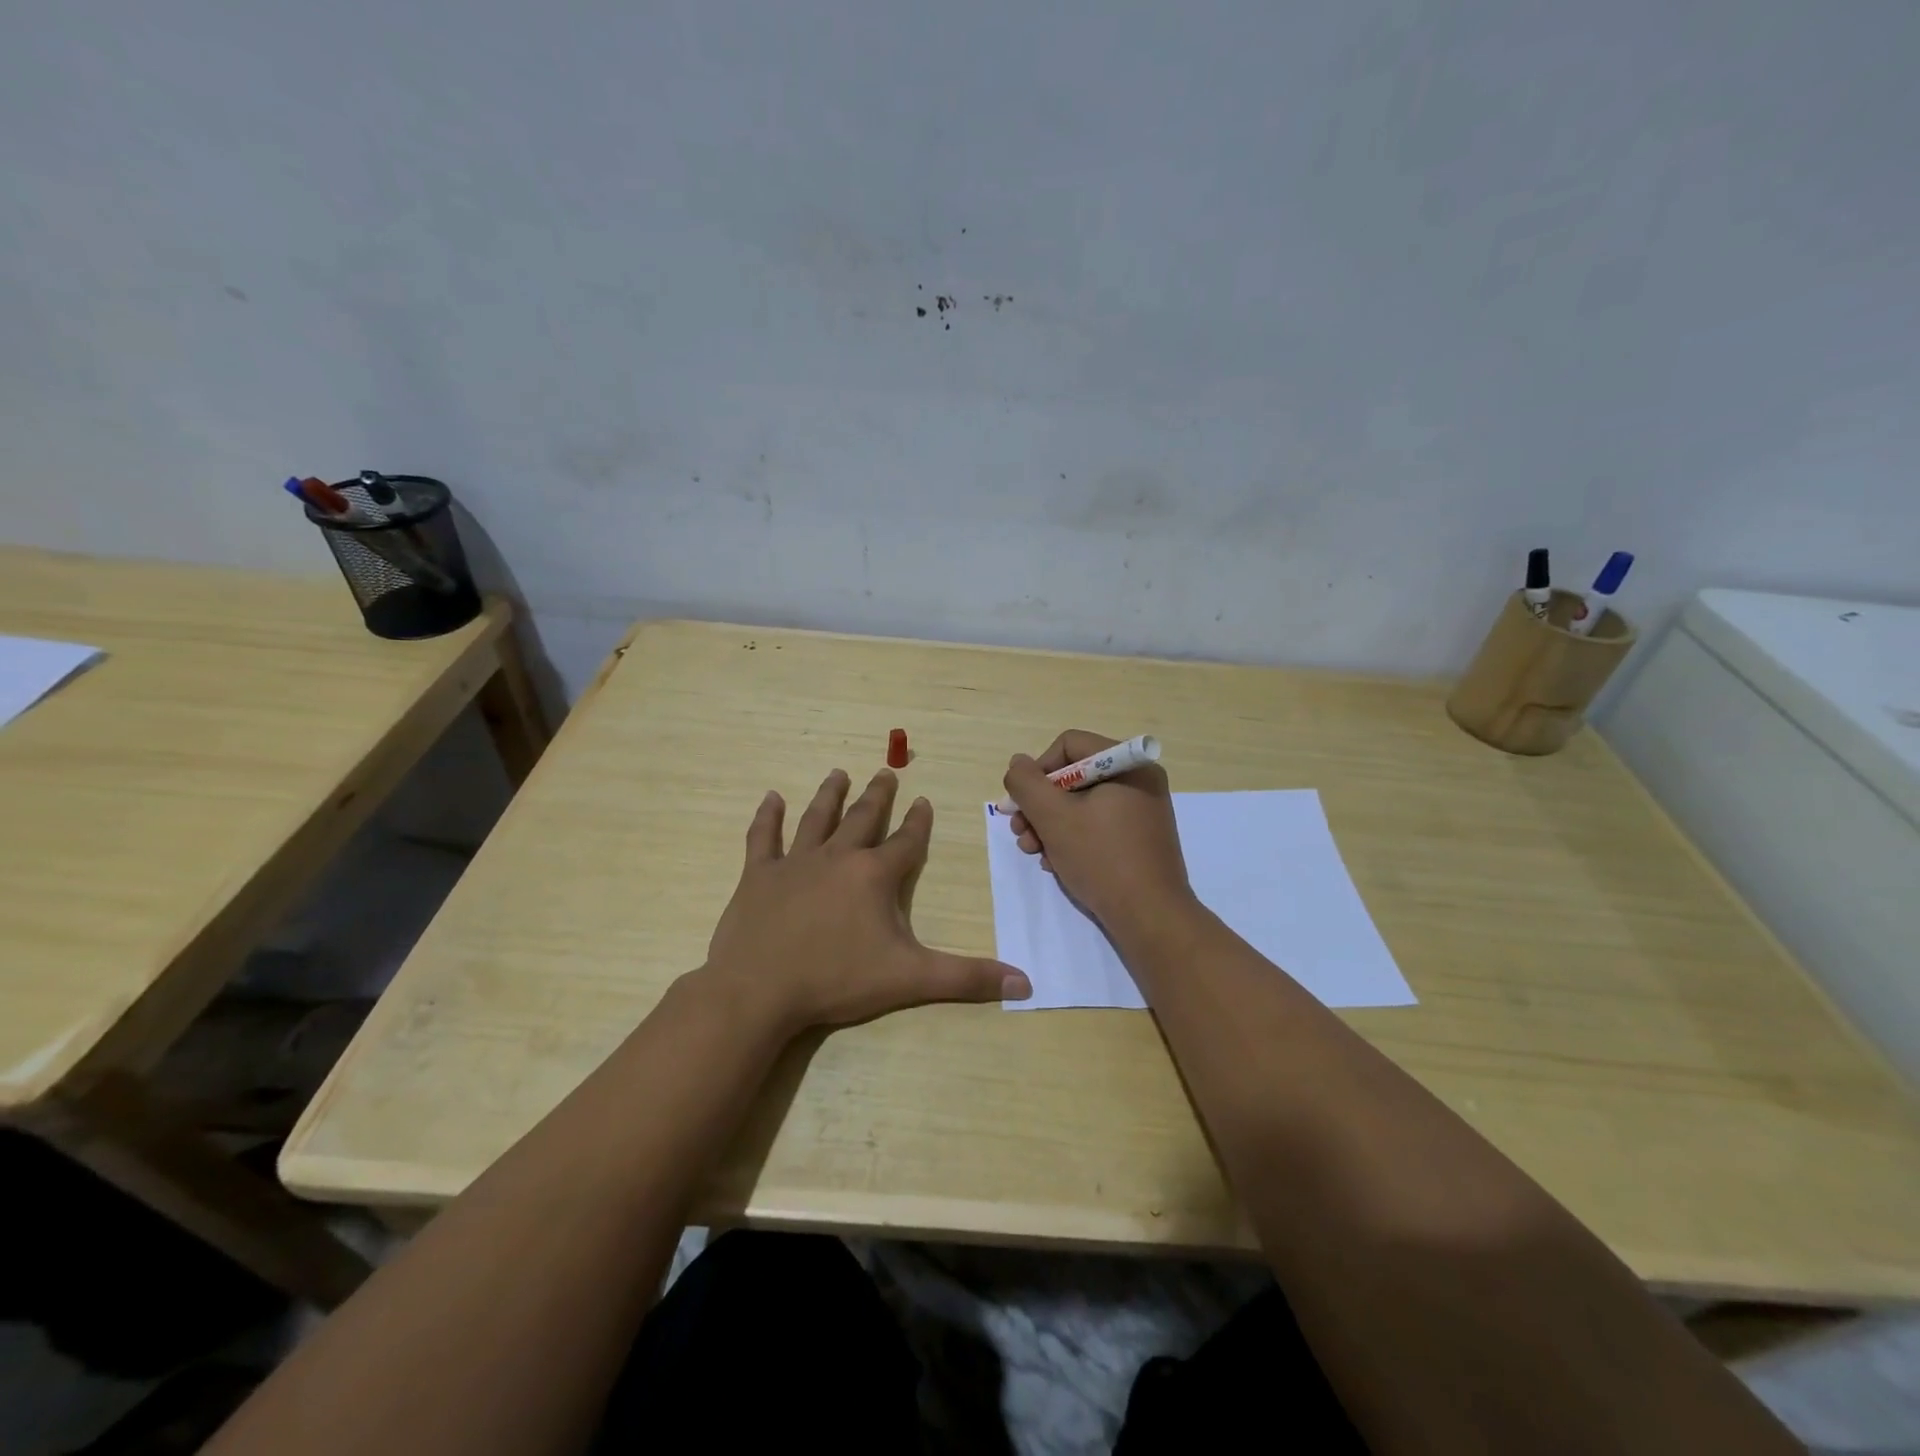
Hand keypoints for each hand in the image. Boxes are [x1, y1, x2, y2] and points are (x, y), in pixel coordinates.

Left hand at [703, 767, 1031, 1033]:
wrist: (759, 990)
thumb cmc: (837, 980)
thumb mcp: (910, 980)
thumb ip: (967, 979)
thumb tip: (1025, 983)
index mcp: (874, 876)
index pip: (906, 841)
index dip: (919, 822)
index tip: (924, 801)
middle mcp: (837, 857)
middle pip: (863, 819)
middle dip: (878, 796)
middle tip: (885, 771)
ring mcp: (795, 863)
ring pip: (817, 818)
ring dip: (830, 795)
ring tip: (839, 773)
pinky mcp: (758, 875)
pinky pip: (763, 837)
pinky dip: (767, 817)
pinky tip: (771, 797)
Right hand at [1001, 729, 1193, 932]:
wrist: (1150, 917)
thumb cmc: (1101, 859)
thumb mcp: (1053, 817)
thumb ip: (1026, 784)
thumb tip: (1018, 764)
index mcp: (1128, 764)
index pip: (1068, 746)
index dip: (1038, 771)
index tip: (1022, 804)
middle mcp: (1139, 780)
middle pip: (1073, 776)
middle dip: (1040, 805)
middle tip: (1020, 833)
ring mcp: (1143, 810)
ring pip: (1082, 803)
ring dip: (1050, 825)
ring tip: (1034, 852)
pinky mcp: (1140, 837)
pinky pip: (1098, 824)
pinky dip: (1073, 838)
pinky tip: (1057, 863)